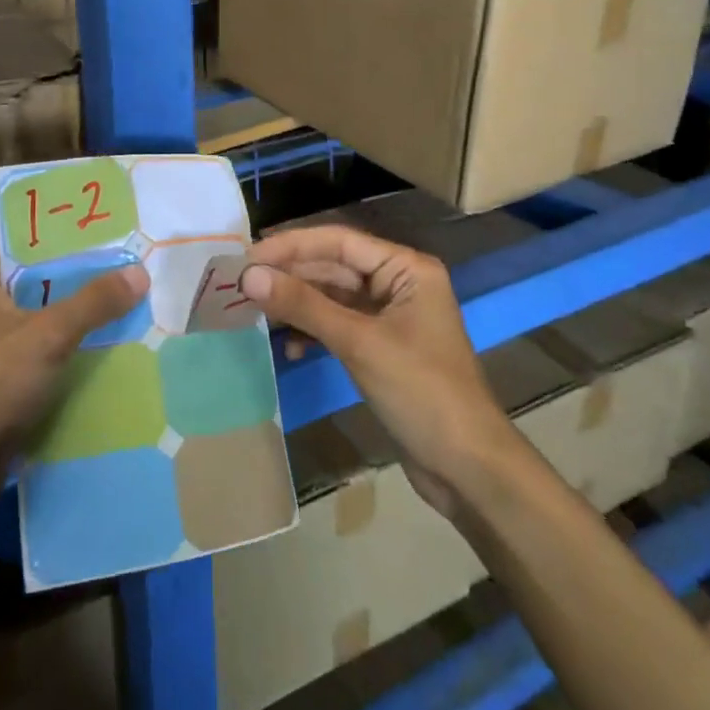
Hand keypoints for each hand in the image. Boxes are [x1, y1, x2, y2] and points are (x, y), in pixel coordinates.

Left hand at [0, 231, 148, 527]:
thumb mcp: (47, 335)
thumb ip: (94, 301)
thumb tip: (140, 273)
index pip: (23, 231)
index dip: (66, 228)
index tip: (111, 224)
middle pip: (35, 271)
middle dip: (80, 269)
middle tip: (132, 257)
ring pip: (38, 308)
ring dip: (76, 307)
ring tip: (130, 291)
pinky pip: (37, 341)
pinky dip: (66, 340)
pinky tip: (110, 336)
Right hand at [242, 225, 514, 518]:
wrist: (467, 467)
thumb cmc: (421, 392)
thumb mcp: (358, 343)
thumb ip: (303, 305)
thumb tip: (248, 275)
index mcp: (406, 269)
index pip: (339, 241)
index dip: (292, 245)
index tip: (249, 255)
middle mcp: (398, 284)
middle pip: (334, 266)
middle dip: (290, 275)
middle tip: (242, 283)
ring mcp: (390, 317)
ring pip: (332, 297)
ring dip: (297, 304)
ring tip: (256, 311)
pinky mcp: (381, 348)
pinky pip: (338, 325)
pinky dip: (313, 332)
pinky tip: (291, 347)